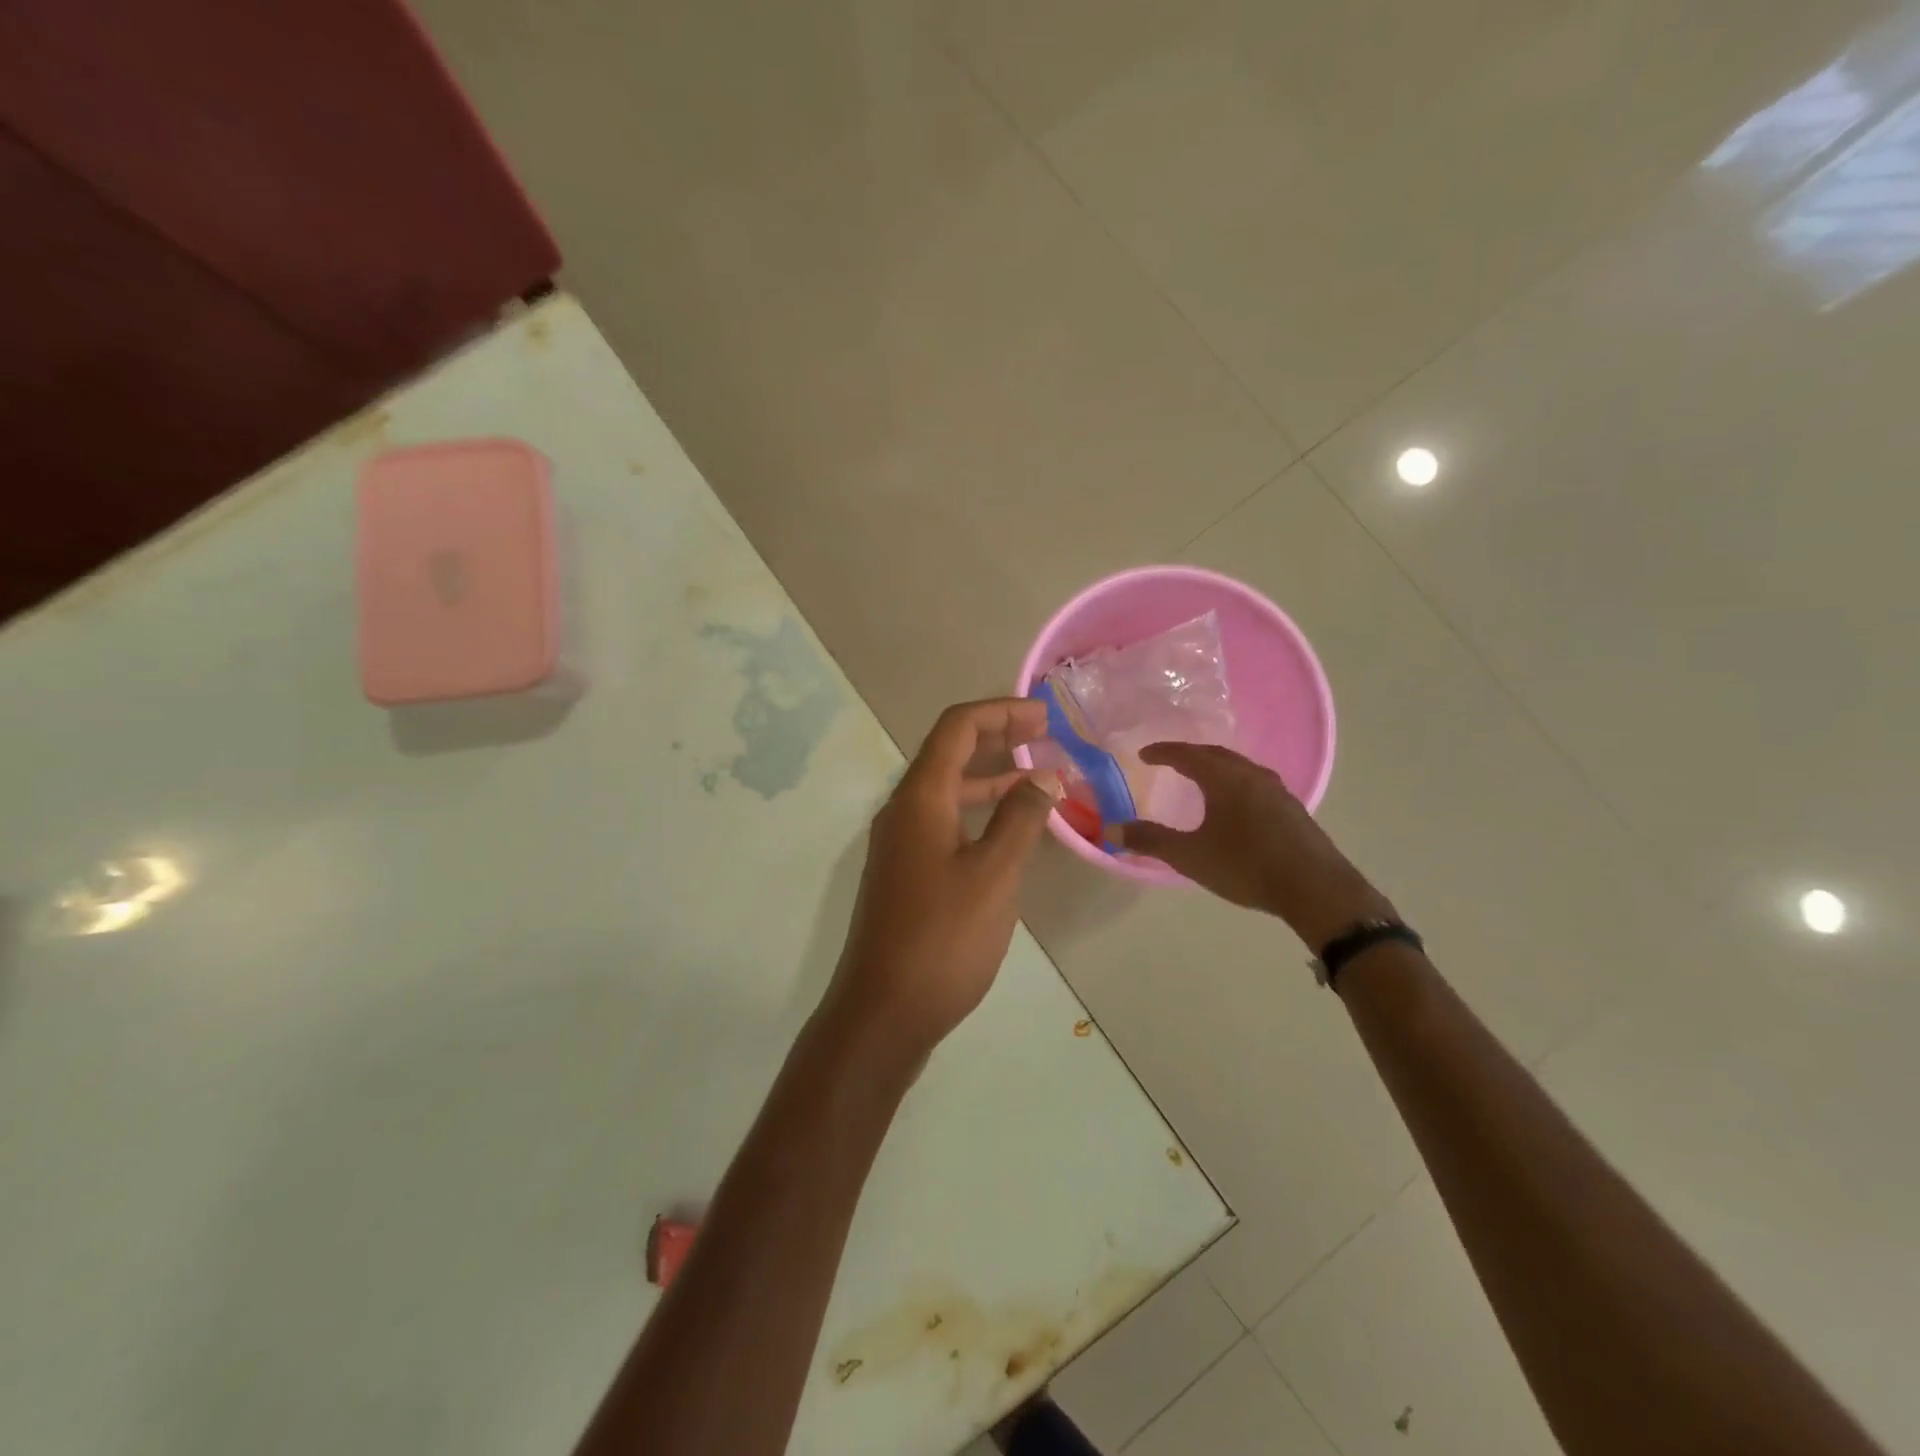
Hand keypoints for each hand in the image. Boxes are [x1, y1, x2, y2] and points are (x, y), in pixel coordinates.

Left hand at [826, 699, 1056, 1061]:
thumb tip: (1046, 775)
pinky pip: (946, 822)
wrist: (883, 1012)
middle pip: (950, 753)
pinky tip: (1012, 832)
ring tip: (1041, 780)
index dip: (1000, 712)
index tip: (1045, 717)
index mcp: (919, 798)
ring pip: (949, 790)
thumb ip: (1020, 819)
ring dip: (992, 778)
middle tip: (1047, 737)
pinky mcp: (907, 873)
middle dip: (998, 737)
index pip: (956, 728)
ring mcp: (901, 844)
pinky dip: (980, 813)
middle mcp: (903, 811)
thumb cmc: (942, 939)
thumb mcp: (993, 875)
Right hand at [1119, 743, 1394, 949]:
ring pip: (1240, 768)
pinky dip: (1235, 784)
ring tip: (1201, 780)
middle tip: (1170, 761)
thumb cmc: (1246, 866)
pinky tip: (1235, 805)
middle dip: (1190, 755)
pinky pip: (1255, 784)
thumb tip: (1111, 830)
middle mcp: (1252, 775)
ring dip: (1216, 769)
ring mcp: (1278, 791)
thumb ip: (1150, 841)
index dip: (1163, 752)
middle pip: (1216, 755)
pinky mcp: (1293, 810)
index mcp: (1225, 778)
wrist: (1316, 889)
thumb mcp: (1190, 856)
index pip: (1187, 755)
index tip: (1143, 754)